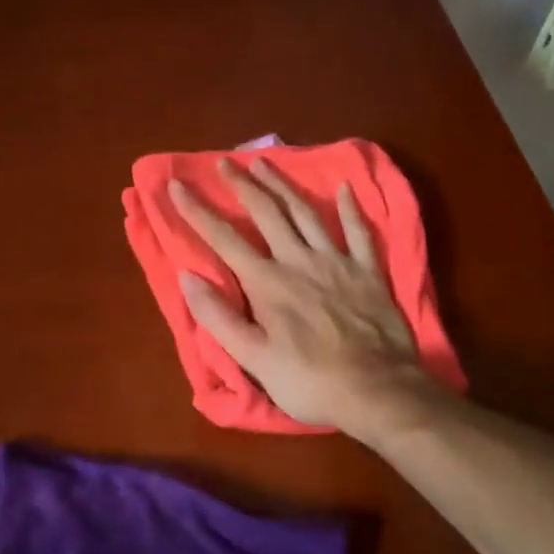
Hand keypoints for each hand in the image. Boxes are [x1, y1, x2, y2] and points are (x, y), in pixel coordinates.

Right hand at [170, 158, 436, 434]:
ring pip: (305, 212)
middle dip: (242, 184)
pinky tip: (344, 189)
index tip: (177, 185)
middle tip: (225, 162)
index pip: (224, 239)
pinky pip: (358, 231)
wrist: (377, 391)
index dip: (197, 211)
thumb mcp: (253, 359)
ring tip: (265, 163)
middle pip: (266, 212)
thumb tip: (188, 277)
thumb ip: (218, 317)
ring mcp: (336, 261)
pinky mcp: (368, 271)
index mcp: (267, 282)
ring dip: (283, 185)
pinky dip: (350, 209)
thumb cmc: (309, 380)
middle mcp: (299, 260)